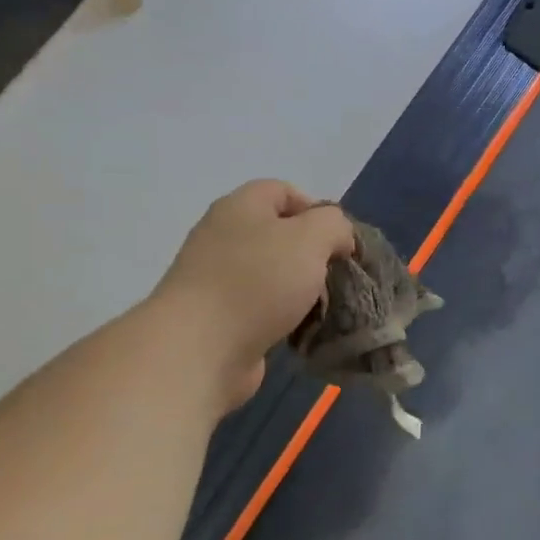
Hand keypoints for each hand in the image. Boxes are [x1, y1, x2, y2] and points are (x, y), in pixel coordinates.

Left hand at [157, 180, 354, 408]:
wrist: (200, 348)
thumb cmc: (259, 282)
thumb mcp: (312, 238)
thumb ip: (334, 225)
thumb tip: (337, 240)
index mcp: (241, 206)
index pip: (284, 191)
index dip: (318, 211)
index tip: (340, 242)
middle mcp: (223, 235)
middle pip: (279, 234)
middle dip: (313, 254)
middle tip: (335, 276)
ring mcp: (216, 278)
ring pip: (273, 274)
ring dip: (301, 290)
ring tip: (324, 308)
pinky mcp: (218, 317)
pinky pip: (261, 308)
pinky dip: (283, 318)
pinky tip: (299, 331)